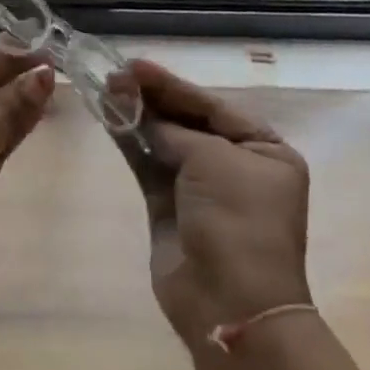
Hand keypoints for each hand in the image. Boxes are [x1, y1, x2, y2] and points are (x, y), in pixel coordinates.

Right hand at [116, 61, 311, 348]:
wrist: (229, 304)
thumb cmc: (237, 220)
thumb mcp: (211, 159)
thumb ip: (172, 130)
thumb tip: (137, 112)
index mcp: (265, 150)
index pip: (212, 105)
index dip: (172, 84)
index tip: (134, 65)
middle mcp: (235, 165)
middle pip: (186, 120)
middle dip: (151, 98)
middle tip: (113, 75)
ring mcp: (201, 188)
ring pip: (163, 139)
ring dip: (136, 115)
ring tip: (104, 88)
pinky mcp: (170, 207)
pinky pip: (148, 164)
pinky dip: (130, 141)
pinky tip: (107, 117)